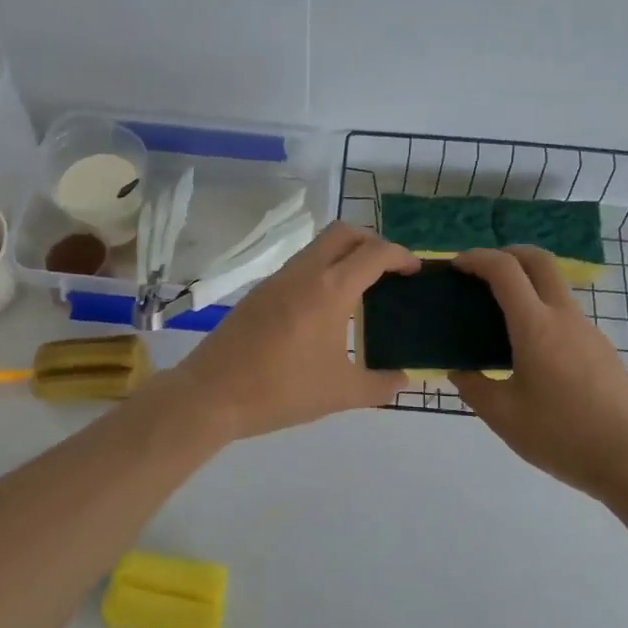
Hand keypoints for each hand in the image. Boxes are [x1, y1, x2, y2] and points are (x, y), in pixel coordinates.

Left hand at [171, 221, 418, 440]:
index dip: (400, 255)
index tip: (414, 270)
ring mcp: (277, 279)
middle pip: (344, 232)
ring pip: (318, 246)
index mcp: (330, 290)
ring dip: (344, 254)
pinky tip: (325, 306)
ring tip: (360, 288)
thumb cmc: (282, 391)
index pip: (374, 253)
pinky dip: (321, 269)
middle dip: (372, 242)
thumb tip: (404, 379)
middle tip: (387, 270)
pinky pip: (300, 265)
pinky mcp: (260, 291)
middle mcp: (304, 272)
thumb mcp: (341, 394)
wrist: (212, 395)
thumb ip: (380, 385)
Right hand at [451, 247, 627, 497]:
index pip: (505, 269)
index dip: (477, 259)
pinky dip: (542, 312)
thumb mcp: (502, 416)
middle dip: (507, 253)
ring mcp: (588, 330)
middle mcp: (564, 317)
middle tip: (482, 272)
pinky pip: (567, 315)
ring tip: (501, 318)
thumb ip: (473, 387)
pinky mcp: (602, 348)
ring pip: (555, 287)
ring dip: (527, 284)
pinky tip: (531, 351)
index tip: (457, 267)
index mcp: (536, 326)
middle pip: (539, 260)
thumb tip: (459, 371)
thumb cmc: (559, 435)